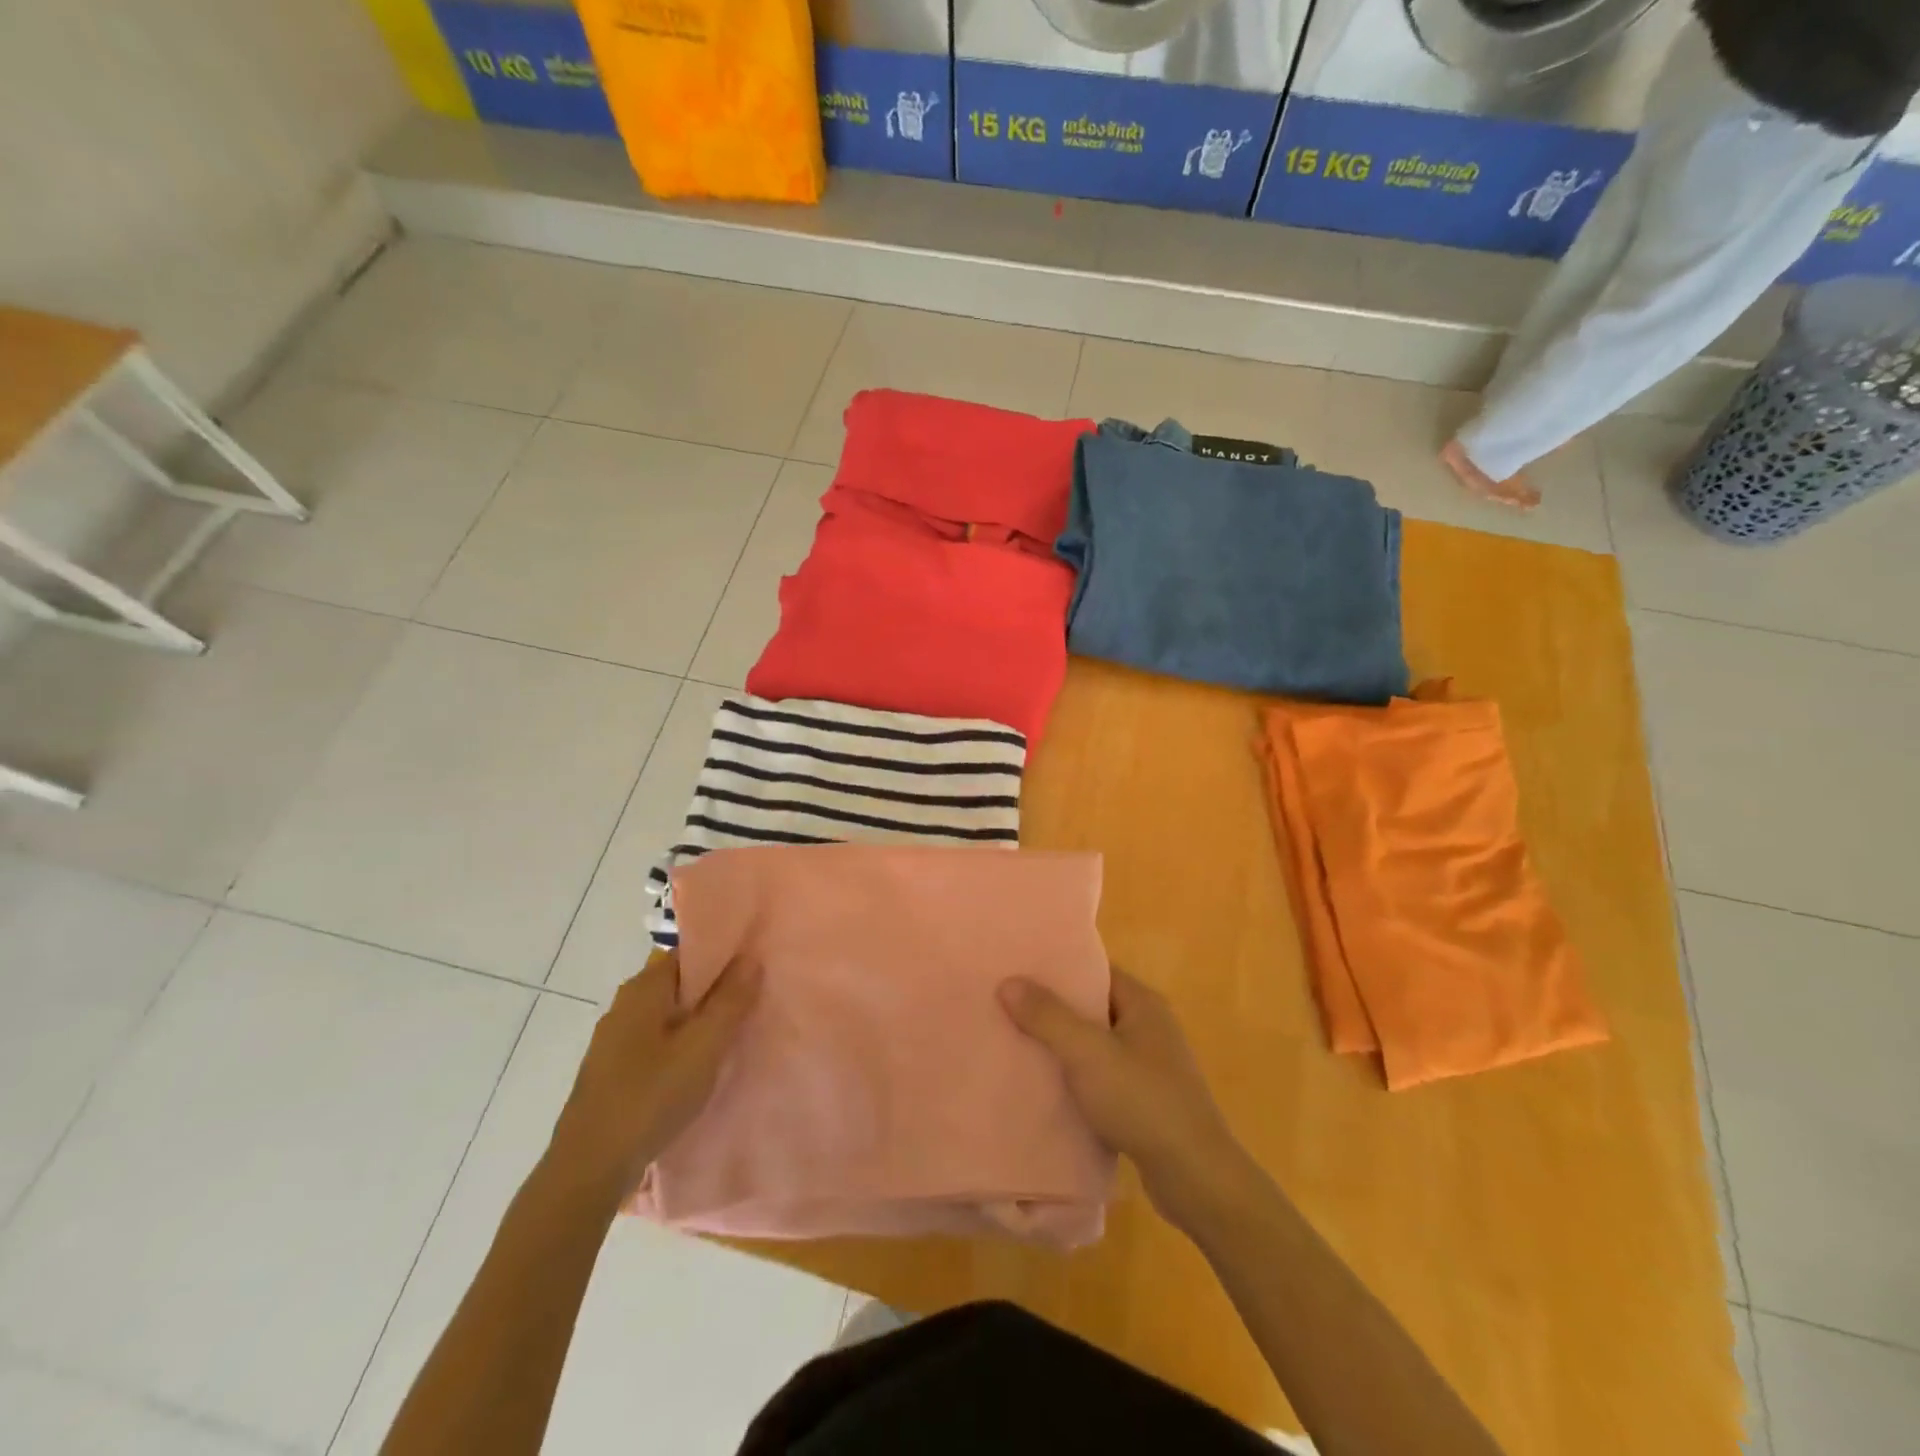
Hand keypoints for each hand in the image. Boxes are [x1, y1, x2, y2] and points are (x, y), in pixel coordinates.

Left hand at [546, 951, 760, 1203]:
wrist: (588, 1169)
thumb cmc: (650, 1097)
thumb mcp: (703, 1047)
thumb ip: (730, 1001)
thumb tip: (749, 957)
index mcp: (643, 988)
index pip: (688, 952)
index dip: (723, 955)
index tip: (754, 965)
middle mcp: (624, 1005)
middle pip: (678, 983)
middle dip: (714, 988)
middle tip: (753, 999)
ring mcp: (614, 1039)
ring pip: (667, 1015)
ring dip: (698, 1019)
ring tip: (733, 1032)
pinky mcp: (612, 1070)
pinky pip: (656, 1041)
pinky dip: (680, 1043)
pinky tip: (698, 1065)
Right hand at [999, 967, 1256, 1230]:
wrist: (1195, 1177)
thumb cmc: (1142, 1101)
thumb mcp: (1087, 1053)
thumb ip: (1047, 1016)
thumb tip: (1008, 981)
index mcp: (1142, 1003)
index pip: (1093, 970)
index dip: (1056, 968)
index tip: (1017, 969)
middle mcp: (1149, 1026)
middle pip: (1092, 1006)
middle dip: (1052, 1008)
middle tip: (1006, 1005)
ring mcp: (1150, 1065)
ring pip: (1095, 1044)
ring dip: (1062, 1045)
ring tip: (1015, 1042)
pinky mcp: (1145, 1100)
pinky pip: (1101, 1075)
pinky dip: (1076, 1076)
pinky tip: (1045, 1085)